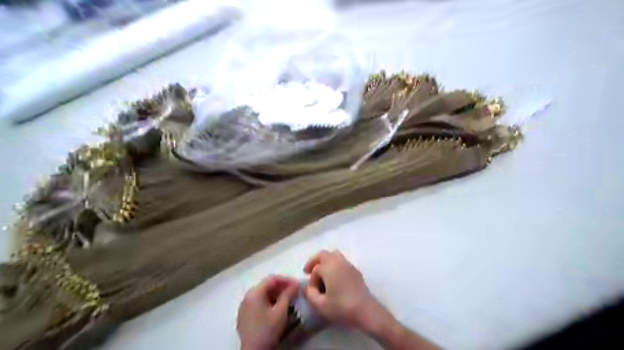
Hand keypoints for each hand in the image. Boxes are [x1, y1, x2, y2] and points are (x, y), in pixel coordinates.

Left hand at [237, 275, 299, 348]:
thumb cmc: (268, 329)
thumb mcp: (281, 311)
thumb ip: (288, 295)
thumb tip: (295, 284)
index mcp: (254, 292)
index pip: (272, 279)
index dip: (286, 280)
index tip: (297, 285)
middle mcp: (247, 296)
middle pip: (266, 286)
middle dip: (281, 287)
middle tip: (293, 292)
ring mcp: (244, 307)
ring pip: (262, 294)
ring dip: (275, 295)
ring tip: (287, 300)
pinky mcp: (244, 316)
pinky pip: (257, 303)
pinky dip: (268, 302)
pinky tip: (276, 309)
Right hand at [301, 250, 385, 329]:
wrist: (365, 310)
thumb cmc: (341, 307)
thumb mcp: (320, 305)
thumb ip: (310, 294)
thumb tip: (305, 287)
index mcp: (328, 267)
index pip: (315, 269)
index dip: (311, 280)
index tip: (312, 291)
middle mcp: (338, 261)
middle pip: (323, 254)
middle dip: (315, 261)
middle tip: (309, 271)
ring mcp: (348, 264)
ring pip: (334, 255)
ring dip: (325, 261)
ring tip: (322, 273)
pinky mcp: (355, 270)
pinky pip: (342, 261)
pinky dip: (335, 265)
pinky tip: (334, 278)